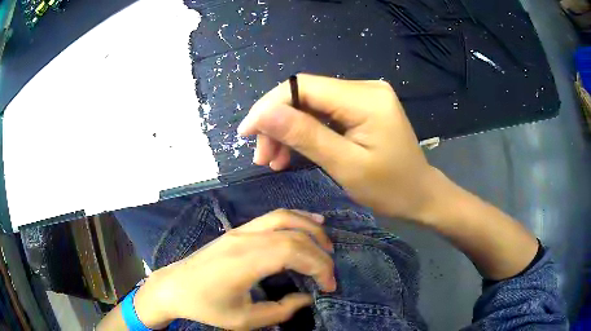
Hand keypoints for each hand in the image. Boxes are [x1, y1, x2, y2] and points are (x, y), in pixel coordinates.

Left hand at [134, 209, 335, 329]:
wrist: (175, 287)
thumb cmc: (207, 306)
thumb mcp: (245, 319)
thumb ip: (281, 310)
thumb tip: (307, 298)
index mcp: (245, 261)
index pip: (295, 252)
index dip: (319, 267)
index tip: (329, 286)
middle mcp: (245, 238)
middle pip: (294, 234)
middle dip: (320, 252)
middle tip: (330, 273)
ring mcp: (241, 230)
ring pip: (284, 217)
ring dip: (310, 229)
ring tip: (327, 246)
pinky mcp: (238, 230)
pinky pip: (272, 217)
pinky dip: (295, 219)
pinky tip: (307, 224)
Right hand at [238, 74, 438, 219]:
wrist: (420, 195)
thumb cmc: (390, 188)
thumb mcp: (346, 165)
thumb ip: (305, 135)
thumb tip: (263, 113)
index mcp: (365, 98)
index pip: (303, 86)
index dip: (270, 106)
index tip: (247, 133)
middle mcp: (364, 88)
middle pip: (305, 95)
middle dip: (277, 124)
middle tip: (262, 157)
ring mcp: (363, 97)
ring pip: (310, 105)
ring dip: (288, 131)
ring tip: (273, 160)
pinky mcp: (361, 109)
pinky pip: (324, 114)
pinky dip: (305, 133)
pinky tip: (291, 153)